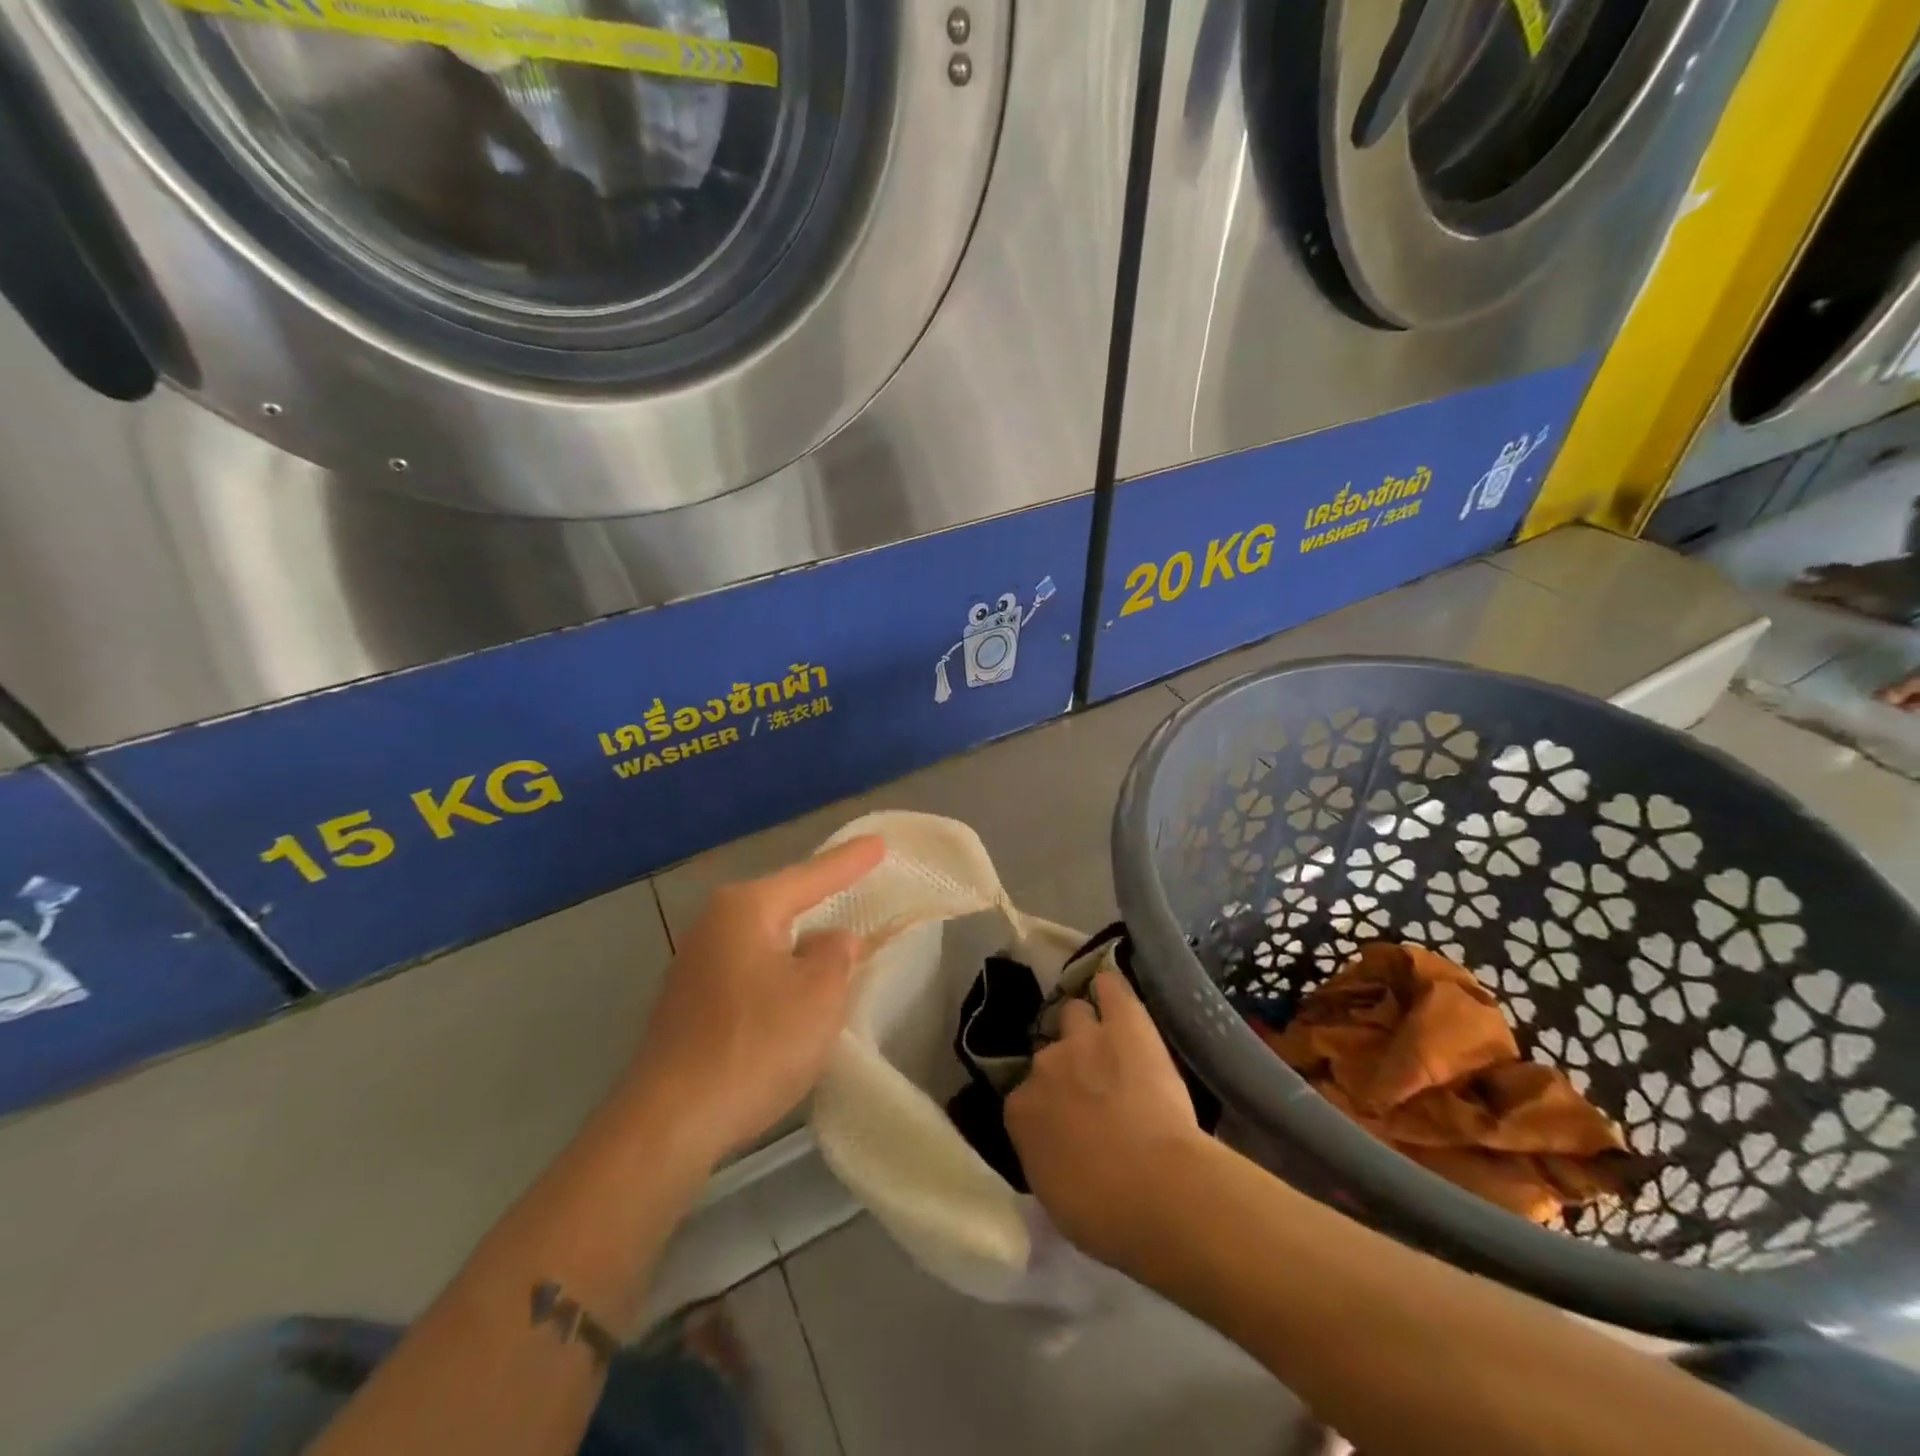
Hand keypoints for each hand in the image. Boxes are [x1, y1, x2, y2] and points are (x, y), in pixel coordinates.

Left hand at [622, 836, 885, 1163]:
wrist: (669, 1122)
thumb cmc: (754, 1044)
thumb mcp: (819, 994)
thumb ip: (837, 954)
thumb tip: (833, 940)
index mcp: (746, 909)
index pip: (812, 876)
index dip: (850, 862)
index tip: (879, 844)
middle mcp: (714, 924)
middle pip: (783, 903)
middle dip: (821, 899)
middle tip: (859, 885)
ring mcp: (696, 964)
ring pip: (766, 940)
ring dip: (800, 944)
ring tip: (835, 941)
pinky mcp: (690, 1002)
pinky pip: (751, 970)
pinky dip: (779, 974)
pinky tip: (794, 992)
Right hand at [1005, 970, 1206, 1269]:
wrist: (1157, 1189)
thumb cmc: (1105, 1215)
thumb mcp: (1057, 1196)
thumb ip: (1047, 1158)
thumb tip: (1056, 1149)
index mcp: (1021, 1112)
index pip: (1025, 1099)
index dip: (1047, 1109)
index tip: (1066, 1125)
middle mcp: (1043, 1066)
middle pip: (1048, 1054)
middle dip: (1065, 1068)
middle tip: (1091, 1090)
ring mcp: (1082, 1039)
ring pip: (1074, 1013)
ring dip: (1085, 1027)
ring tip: (1104, 1041)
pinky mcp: (1124, 1023)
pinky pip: (1109, 988)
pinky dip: (1110, 988)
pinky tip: (1112, 989)